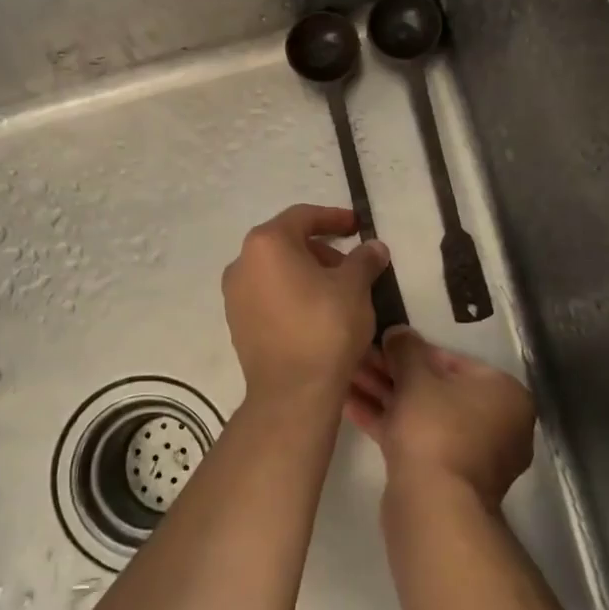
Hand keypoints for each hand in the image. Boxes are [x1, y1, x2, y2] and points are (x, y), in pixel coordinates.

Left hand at [222, 204, 391, 404]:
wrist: (293, 392)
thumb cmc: (325, 327)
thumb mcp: (355, 287)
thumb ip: (364, 259)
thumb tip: (374, 247)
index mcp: (267, 243)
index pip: (302, 217)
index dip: (333, 218)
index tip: (357, 226)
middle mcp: (242, 263)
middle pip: (286, 243)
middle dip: (321, 249)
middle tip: (351, 266)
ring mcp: (234, 295)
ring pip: (276, 270)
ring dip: (307, 273)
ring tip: (337, 292)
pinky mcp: (237, 323)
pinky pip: (267, 295)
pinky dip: (291, 294)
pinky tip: (316, 313)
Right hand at [347, 328, 535, 506]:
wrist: (434, 505)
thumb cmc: (435, 427)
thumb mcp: (416, 376)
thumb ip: (406, 348)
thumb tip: (398, 332)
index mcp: (504, 394)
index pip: (455, 361)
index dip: (413, 351)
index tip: (382, 345)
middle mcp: (496, 423)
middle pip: (436, 388)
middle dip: (393, 373)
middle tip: (358, 359)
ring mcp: (471, 454)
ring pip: (422, 414)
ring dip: (384, 395)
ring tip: (346, 377)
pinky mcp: (445, 476)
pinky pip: (416, 438)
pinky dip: (387, 421)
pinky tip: (348, 405)